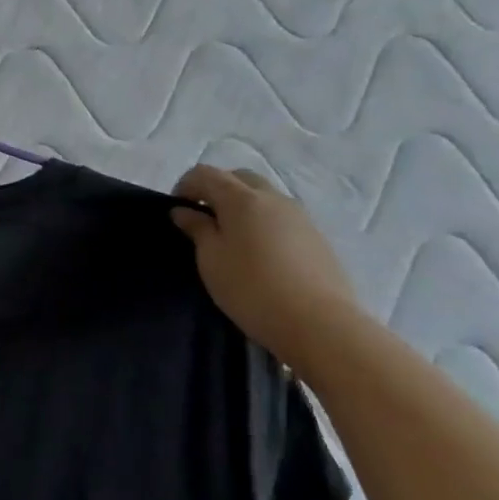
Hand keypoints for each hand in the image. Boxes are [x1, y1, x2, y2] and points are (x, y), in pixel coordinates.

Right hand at [170, 165, 364, 370]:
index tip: (177, 210)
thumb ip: (197, 229)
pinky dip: (264, 222)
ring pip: (264, 196)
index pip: (205, 173)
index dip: (185, 185)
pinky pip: (282, 217)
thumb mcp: (211, 259)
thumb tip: (184, 211)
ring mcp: (300, 216)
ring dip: (243, 205)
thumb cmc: (252, 289)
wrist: (321, 326)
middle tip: (204, 218)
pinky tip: (260, 253)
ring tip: (232, 238)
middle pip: (239, 178)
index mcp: (241, 198)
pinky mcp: (317, 238)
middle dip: (217, 189)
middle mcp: (272, 198)